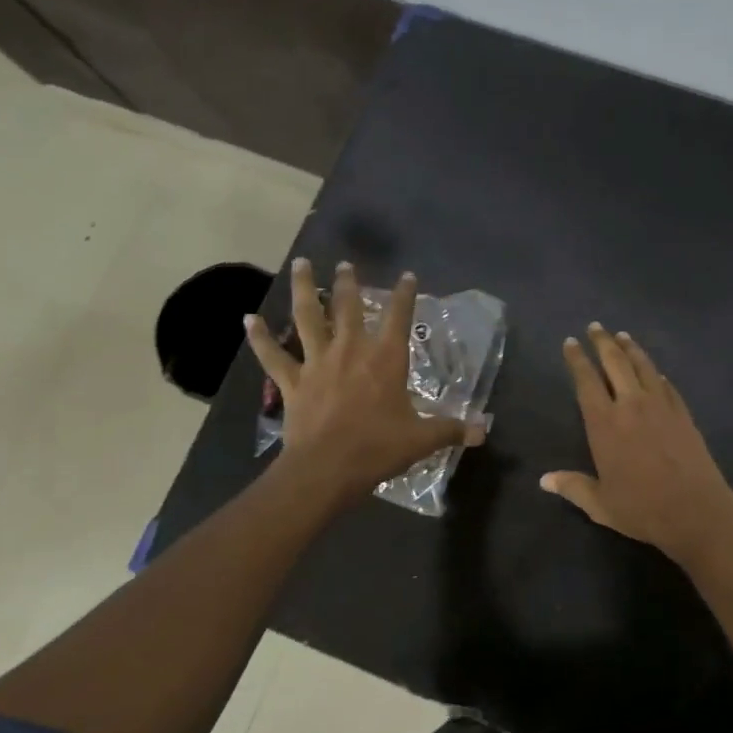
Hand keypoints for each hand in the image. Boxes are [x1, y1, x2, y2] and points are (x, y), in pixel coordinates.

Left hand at [244, 259, 485, 505]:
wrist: (327, 468)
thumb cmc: (378, 448)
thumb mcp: (422, 439)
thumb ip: (453, 430)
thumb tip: (484, 430)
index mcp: (386, 360)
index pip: (400, 318)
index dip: (406, 295)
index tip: (408, 276)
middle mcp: (352, 351)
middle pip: (349, 308)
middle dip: (349, 283)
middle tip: (345, 264)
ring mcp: (318, 363)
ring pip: (308, 318)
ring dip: (303, 289)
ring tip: (300, 264)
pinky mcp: (292, 382)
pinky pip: (273, 355)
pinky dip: (260, 337)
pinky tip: (248, 319)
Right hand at [542, 324, 732, 561]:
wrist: (695, 509)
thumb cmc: (641, 508)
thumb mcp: (600, 504)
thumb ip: (572, 487)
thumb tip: (544, 480)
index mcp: (605, 424)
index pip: (586, 382)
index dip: (577, 360)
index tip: (570, 342)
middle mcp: (631, 405)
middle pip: (615, 363)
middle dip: (603, 342)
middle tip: (595, 326)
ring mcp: (661, 406)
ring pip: (643, 367)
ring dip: (631, 348)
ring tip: (622, 336)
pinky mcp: (683, 413)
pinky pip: (667, 385)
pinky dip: (657, 374)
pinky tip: (655, 371)